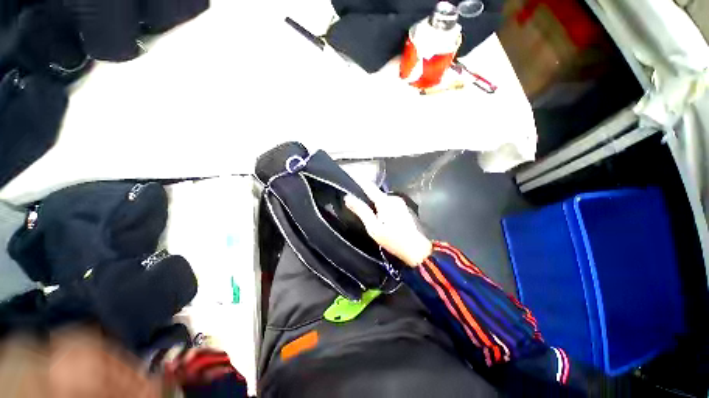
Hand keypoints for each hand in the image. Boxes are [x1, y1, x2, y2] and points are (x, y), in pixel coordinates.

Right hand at [344, 183, 431, 266]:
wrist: (416, 250)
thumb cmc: (393, 240)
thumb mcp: (373, 228)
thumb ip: (361, 211)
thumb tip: (348, 197)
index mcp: (385, 201)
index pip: (369, 186)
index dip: (359, 180)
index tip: (350, 175)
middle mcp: (393, 198)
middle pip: (375, 194)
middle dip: (366, 198)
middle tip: (357, 208)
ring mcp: (400, 202)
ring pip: (382, 200)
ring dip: (374, 205)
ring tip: (369, 217)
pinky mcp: (403, 208)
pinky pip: (388, 204)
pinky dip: (382, 208)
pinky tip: (381, 220)